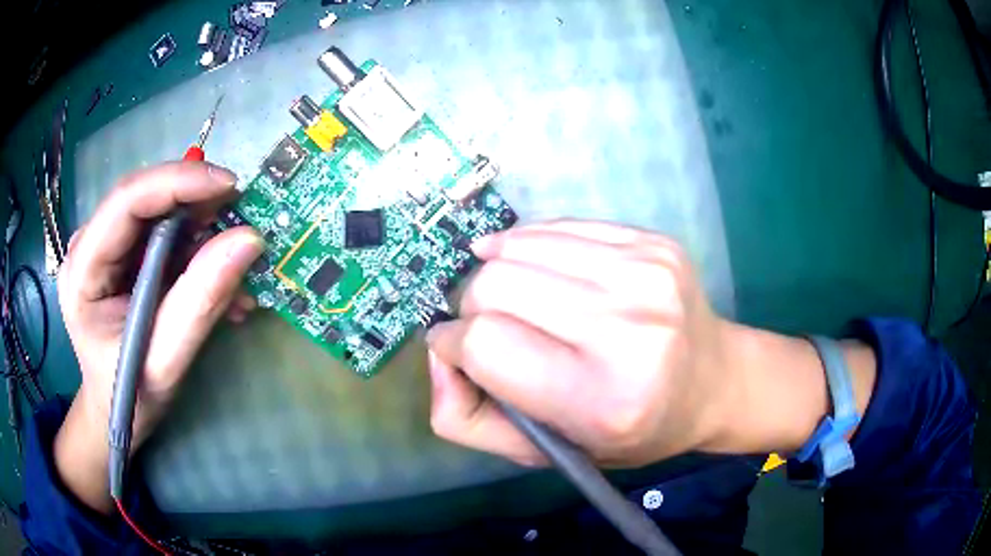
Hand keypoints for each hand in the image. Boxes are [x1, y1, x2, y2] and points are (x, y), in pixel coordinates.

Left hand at [54, 162, 263, 511]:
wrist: (114, 411)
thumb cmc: (129, 398)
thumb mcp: (164, 363)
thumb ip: (199, 304)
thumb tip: (248, 241)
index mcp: (84, 269)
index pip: (127, 202)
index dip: (177, 183)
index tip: (230, 187)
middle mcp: (91, 244)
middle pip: (145, 199)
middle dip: (195, 204)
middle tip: (240, 220)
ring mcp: (108, 247)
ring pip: (160, 213)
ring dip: (202, 231)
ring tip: (235, 266)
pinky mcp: (124, 255)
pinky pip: (166, 234)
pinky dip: (198, 249)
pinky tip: (220, 279)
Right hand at [426, 220, 876, 467]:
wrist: (714, 381)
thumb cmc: (631, 429)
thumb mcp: (548, 451)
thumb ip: (468, 419)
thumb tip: (436, 350)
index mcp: (601, 399)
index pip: (485, 345)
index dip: (455, 345)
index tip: (458, 350)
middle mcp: (628, 329)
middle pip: (495, 286)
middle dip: (472, 308)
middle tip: (487, 326)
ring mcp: (645, 274)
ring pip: (520, 246)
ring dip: (497, 270)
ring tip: (510, 293)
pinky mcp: (651, 242)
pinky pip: (559, 226)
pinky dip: (531, 245)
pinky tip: (537, 265)